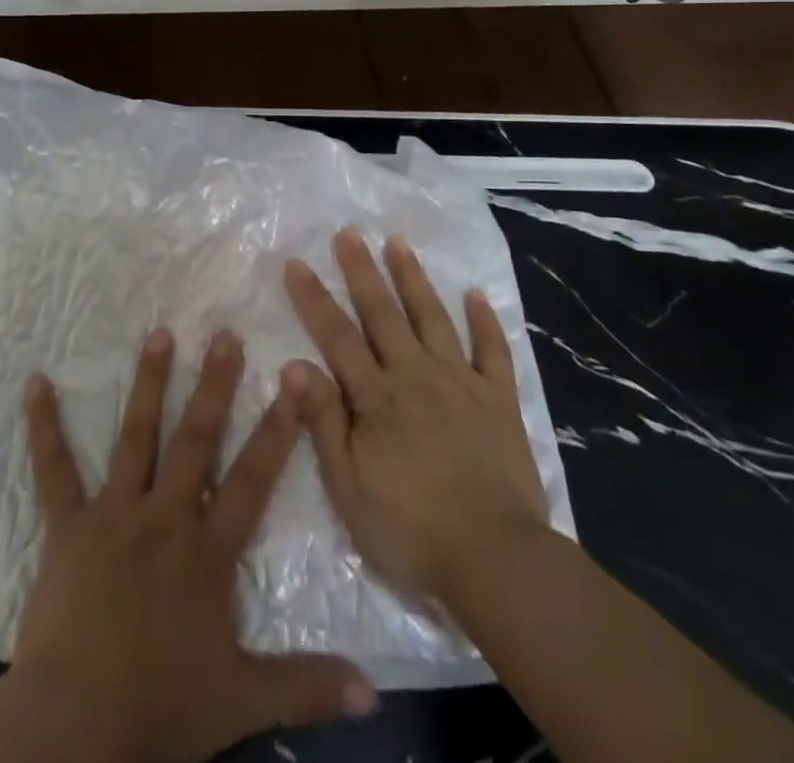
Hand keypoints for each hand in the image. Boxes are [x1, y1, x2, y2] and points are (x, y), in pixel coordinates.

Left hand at [9, 329, 375, 762]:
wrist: (75, 727)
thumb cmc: (160, 708)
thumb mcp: (242, 701)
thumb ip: (306, 687)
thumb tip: (375, 693)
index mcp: (207, 550)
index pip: (251, 479)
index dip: (277, 429)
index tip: (294, 380)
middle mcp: (164, 517)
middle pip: (196, 440)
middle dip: (214, 385)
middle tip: (224, 334)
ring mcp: (114, 514)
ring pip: (136, 436)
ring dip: (148, 383)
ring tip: (159, 334)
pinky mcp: (68, 525)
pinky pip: (54, 469)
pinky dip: (44, 426)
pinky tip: (35, 383)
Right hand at [283, 230, 550, 614]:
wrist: (497, 561)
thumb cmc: (411, 530)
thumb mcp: (349, 488)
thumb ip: (323, 422)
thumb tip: (294, 364)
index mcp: (377, 397)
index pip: (337, 336)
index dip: (314, 299)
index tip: (296, 263)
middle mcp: (416, 375)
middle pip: (383, 314)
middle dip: (362, 270)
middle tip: (348, 232)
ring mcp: (461, 383)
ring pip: (432, 318)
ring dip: (413, 279)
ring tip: (398, 243)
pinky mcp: (499, 400)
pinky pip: (492, 351)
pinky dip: (484, 321)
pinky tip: (476, 294)